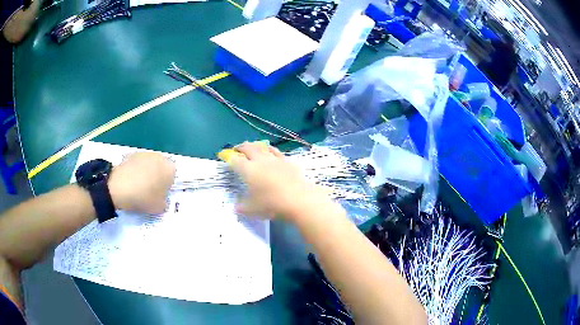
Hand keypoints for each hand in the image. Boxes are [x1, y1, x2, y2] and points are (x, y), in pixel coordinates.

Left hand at [109, 152, 175, 213]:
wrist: (118, 187)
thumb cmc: (143, 197)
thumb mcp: (159, 208)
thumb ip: (164, 203)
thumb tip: (162, 200)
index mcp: (170, 169)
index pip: (173, 176)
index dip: (167, 186)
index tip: (160, 195)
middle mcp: (160, 157)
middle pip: (162, 168)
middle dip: (158, 177)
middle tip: (150, 191)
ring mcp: (145, 154)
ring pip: (150, 165)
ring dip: (147, 173)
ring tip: (138, 186)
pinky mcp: (132, 154)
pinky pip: (138, 164)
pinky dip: (136, 171)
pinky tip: (130, 181)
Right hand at [229, 142, 330, 220]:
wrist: (298, 199)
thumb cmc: (272, 204)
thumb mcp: (252, 210)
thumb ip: (242, 207)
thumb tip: (236, 206)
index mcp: (248, 170)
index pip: (235, 160)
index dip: (228, 157)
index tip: (225, 157)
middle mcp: (260, 161)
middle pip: (248, 148)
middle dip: (240, 147)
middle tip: (237, 149)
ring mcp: (274, 159)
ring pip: (262, 147)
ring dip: (254, 145)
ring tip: (251, 147)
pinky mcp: (286, 161)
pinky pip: (275, 151)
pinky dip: (269, 149)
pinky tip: (269, 151)